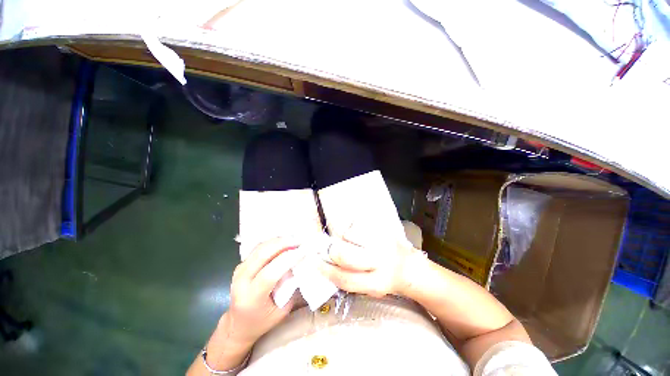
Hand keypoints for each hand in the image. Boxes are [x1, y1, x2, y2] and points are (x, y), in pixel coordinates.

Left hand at [226, 238, 305, 344]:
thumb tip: (300, 265)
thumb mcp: (281, 311)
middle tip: (299, 241)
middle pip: (262, 254)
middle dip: (283, 243)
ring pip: (260, 247)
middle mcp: (242, 281)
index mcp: (251, 298)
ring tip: (294, 240)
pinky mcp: (241, 264)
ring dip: (278, 241)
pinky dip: (272, 243)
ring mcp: (239, 270)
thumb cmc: (261, 322)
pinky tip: (283, 243)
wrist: (237, 324)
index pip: (270, 273)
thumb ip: (290, 288)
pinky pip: (258, 248)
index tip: (303, 251)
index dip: (288, 259)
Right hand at [318, 237, 425, 297]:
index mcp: (376, 282)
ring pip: (349, 235)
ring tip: (347, 241)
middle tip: (329, 249)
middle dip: (332, 251)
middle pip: (345, 255)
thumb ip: (350, 280)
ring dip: (342, 238)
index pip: (345, 278)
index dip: (326, 271)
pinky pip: (358, 224)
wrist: (410, 267)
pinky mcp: (383, 229)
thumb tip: (327, 265)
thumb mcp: (371, 289)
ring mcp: (382, 242)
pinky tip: (356, 234)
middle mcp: (380, 262)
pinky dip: (351, 228)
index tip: (316, 263)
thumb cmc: (387, 280)